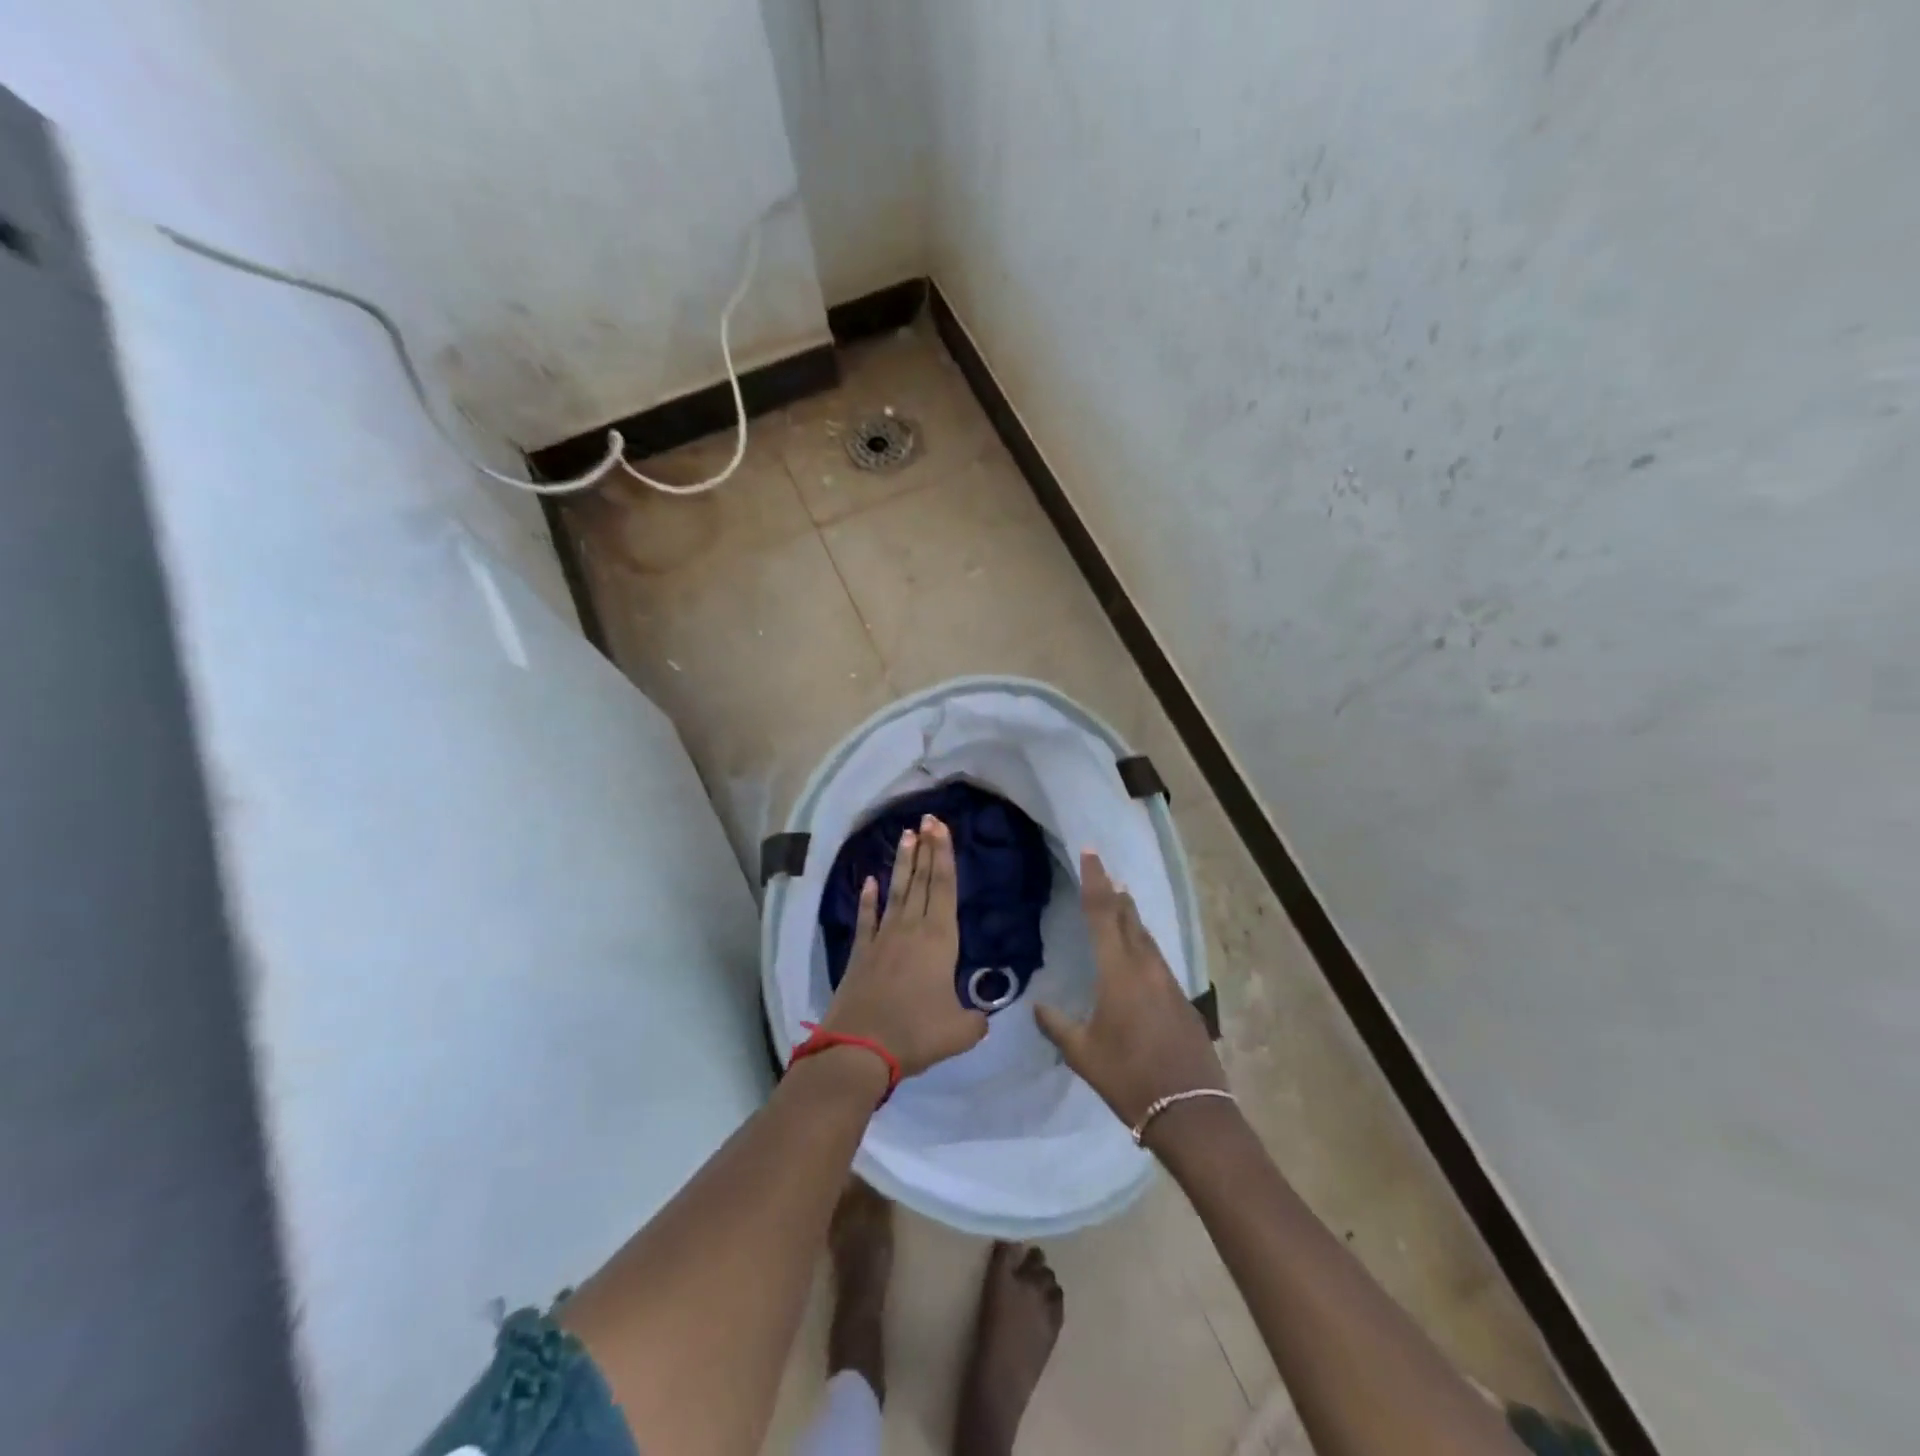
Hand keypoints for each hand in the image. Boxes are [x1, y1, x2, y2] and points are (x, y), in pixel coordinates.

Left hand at [820, 816, 988, 1077]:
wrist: (860, 1048)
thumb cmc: (915, 1033)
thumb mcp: (960, 1031)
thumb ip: (976, 1019)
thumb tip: (982, 1016)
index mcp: (940, 940)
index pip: (945, 888)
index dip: (945, 856)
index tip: (942, 827)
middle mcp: (912, 929)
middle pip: (923, 881)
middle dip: (927, 848)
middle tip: (928, 818)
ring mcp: (883, 938)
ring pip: (897, 891)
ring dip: (904, 863)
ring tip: (906, 835)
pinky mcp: (861, 953)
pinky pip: (867, 918)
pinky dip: (868, 899)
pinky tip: (868, 881)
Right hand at [1035, 850, 1225, 1128]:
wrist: (1190, 1109)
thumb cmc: (1128, 1077)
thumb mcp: (1082, 1053)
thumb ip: (1057, 1025)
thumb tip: (1038, 1006)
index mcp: (1118, 972)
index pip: (1104, 913)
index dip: (1095, 881)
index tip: (1091, 852)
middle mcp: (1146, 967)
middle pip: (1130, 918)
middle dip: (1115, 893)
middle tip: (1104, 872)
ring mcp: (1169, 982)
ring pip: (1147, 937)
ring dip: (1132, 916)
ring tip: (1121, 901)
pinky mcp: (1182, 999)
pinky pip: (1157, 958)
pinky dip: (1143, 943)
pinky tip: (1137, 952)